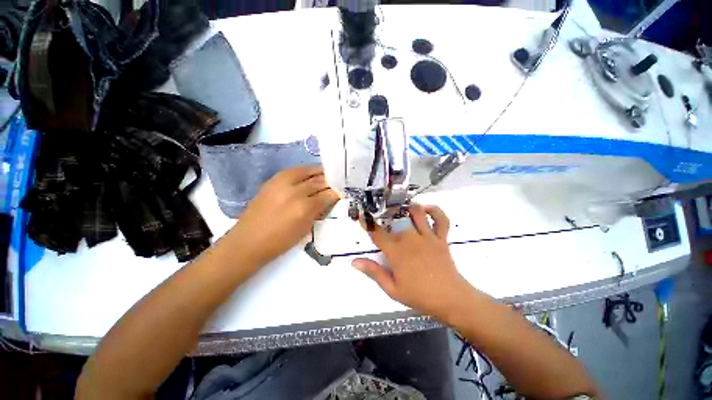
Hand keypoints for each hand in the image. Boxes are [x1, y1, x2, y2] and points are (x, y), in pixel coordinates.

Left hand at [229, 166, 339, 266]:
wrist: (248, 241)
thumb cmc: (280, 242)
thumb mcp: (305, 229)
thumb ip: (318, 211)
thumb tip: (328, 199)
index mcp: (305, 208)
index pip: (326, 195)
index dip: (335, 192)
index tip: (341, 191)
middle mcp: (295, 192)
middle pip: (318, 181)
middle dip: (329, 181)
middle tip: (336, 182)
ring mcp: (282, 184)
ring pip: (307, 172)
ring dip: (319, 173)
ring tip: (326, 174)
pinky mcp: (272, 181)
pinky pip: (293, 171)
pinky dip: (305, 171)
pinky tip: (310, 173)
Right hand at [353, 204, 474, 318]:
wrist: (450, 299)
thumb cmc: (419, 296)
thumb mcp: (392, 289)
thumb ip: (374, 273)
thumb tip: (355, 261)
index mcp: (397, 253)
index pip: (377, 234)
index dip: (368, 224)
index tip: (362, 216)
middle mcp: (410, 240)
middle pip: (396, 220)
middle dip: (387, 213)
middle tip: (381, 212)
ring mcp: (427, 237)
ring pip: (417, 214)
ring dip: (408, 207)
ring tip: (402, 206)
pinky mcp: (441, 238)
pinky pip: (441, 219)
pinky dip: (435, 210)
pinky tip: (425, 209)